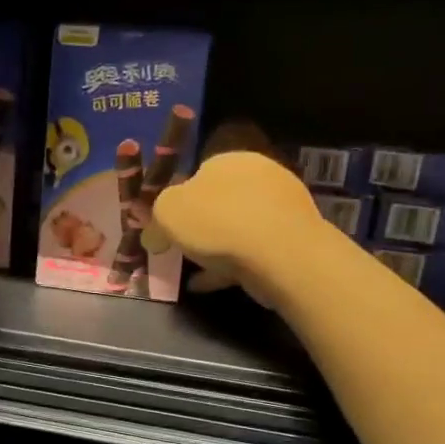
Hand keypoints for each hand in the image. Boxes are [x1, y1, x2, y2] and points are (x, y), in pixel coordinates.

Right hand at [151, 144, 324, 305]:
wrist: (280, 254)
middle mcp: (258, 175)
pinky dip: (228, 267)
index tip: (166, 225)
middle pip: (219, 200)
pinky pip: (250, 252)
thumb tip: (153, 233)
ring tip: (191, 271)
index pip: (199, 171)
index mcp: (229, 158)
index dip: (178, 198)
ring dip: (214, 248)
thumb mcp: (168, 212)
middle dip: (199, 223)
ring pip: (236, 227)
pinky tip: (207, 285)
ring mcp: (279, 208)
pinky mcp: (290, 240)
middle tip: (178, 248)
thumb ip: (156, 217)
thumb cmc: (218, 222)